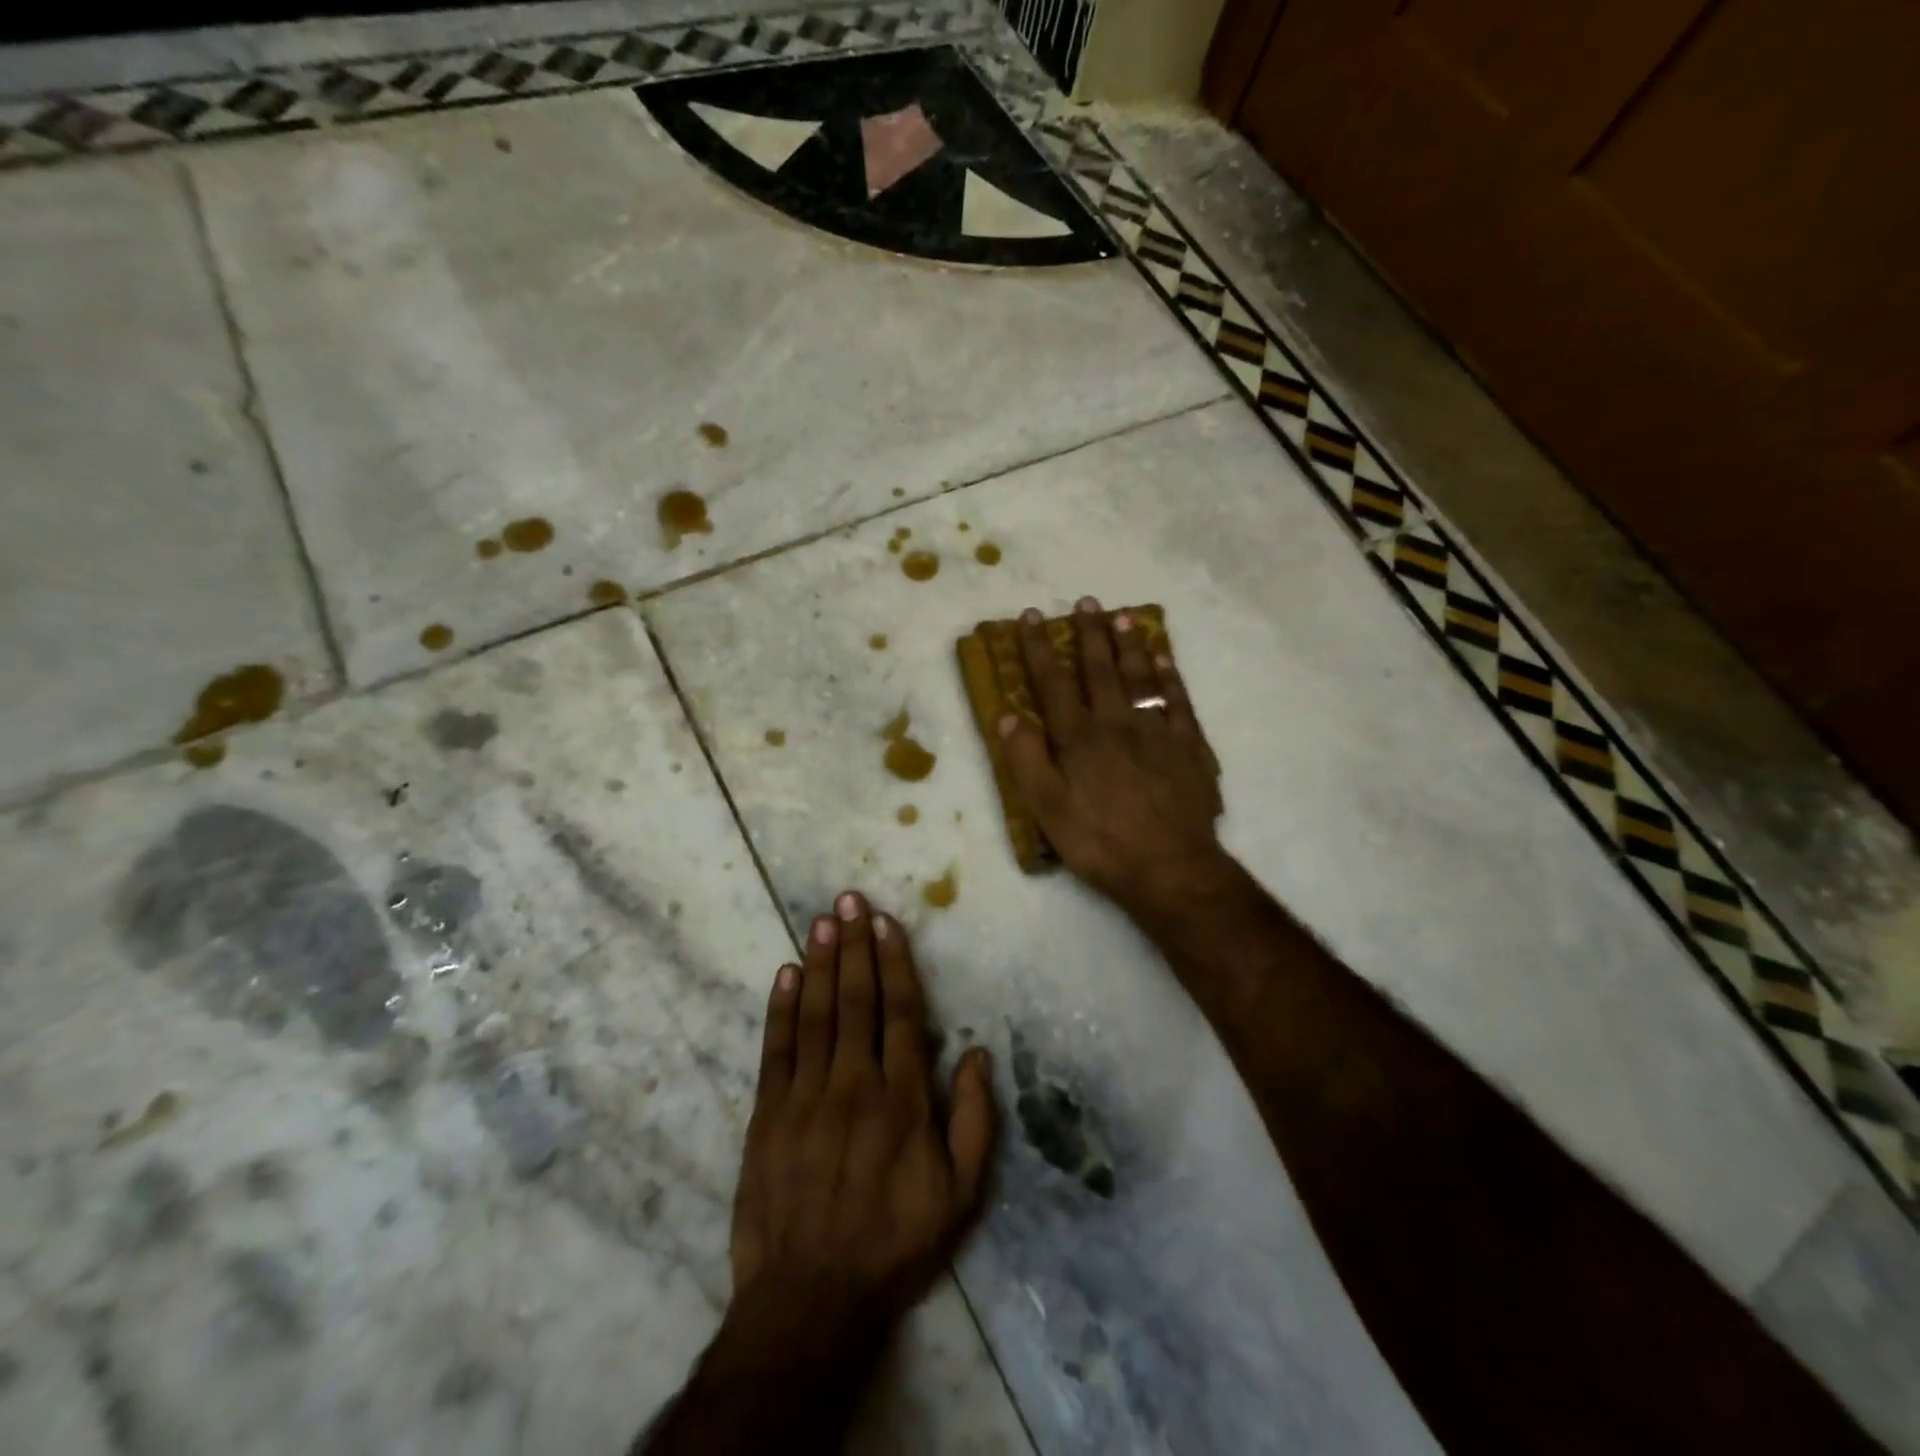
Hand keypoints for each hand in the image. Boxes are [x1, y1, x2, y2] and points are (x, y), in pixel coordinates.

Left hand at [730, 891, 996, 1328]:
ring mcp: (806, 1096)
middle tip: (849, 900)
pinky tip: (787, 974)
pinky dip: (781, 1009)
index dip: (894, 962)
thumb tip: (974, 1052)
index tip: (886, 923)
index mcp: (902, 1098)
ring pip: (816, 1014)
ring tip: (822, 921)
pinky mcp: (768, 1114)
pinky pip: (776, 1050)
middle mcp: (854, 1083)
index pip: (900, 1012)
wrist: (811, 1299)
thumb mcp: (960, 1195)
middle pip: (856, 1000)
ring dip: (821, 963)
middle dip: (855, 945)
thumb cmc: (894, 1243)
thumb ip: (973, 1120)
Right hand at [1000, 598, 1224, 912]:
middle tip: (1087, 602)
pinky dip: (1171, 676)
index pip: (1053, 683)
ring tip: (1123, 616)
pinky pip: (1179, 701)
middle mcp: (1116, 724)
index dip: (1039, 648)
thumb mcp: (1047, 809)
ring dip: (1130, 645)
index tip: (1031, 616)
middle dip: (1090, 634)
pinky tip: (1165, 658)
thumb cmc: (1100, 841)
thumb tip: (1008, 714)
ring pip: (1141, 677)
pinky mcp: (1189, 747)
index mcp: (1079, 739)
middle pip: (1101, 670)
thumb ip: (1026, 760)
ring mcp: (1157, 732)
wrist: (1170, 868)